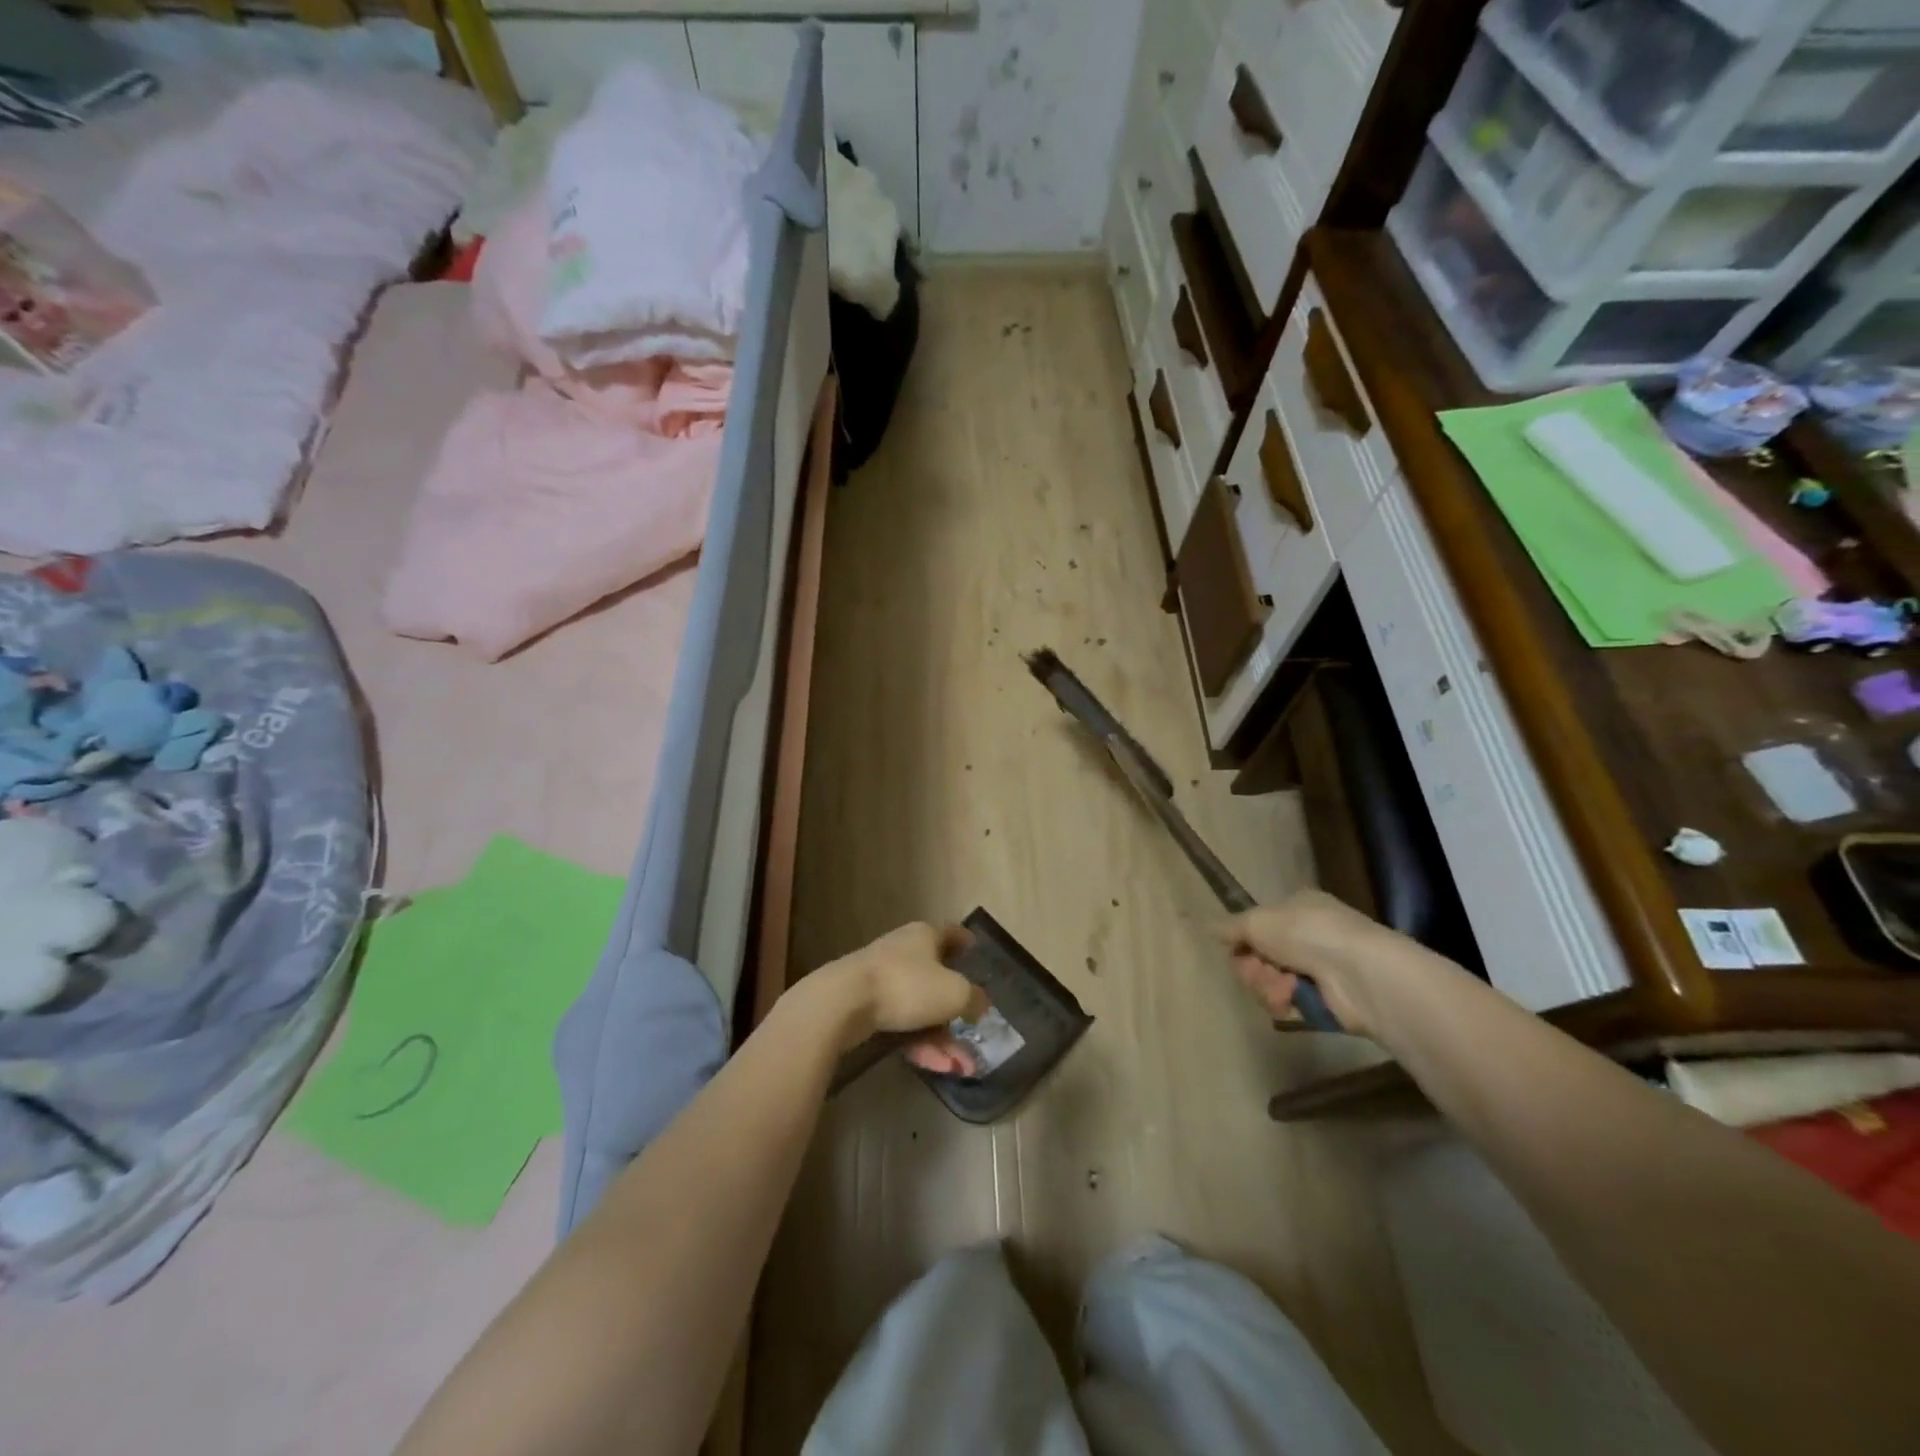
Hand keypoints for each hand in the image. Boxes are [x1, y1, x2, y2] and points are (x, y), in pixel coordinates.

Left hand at [810, 923, 989, 1075]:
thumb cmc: (906, 986)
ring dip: (941, 1038)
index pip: (951, 933)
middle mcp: (904, 952)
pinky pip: (902, 1024)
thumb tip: (981, 1003)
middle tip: (974, 1036)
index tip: (976, 951)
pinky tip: (934, 1066)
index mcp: (925, 936)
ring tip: (959, 1068)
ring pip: (921, 1009)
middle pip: (938, 979)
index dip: (966, 942)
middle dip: (958, 1013)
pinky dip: (918, 1043)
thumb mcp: (954, 993)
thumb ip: (974, 998)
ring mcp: (883, 979)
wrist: (842, 1003)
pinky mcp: (866, 1006)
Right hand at [1216, 890, 1396, 1037]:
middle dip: (1254, 967)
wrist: (1359, 973)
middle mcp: (1308, 937)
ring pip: (1270, 982)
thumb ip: (1230, 927)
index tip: (1236, 947)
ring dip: (1268, 986)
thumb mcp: (1258, 921)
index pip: (1258, 925)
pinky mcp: (1324, 1003)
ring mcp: (1318, 971)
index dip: (1243, 939)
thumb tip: (1205, 926)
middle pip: (1259, 957)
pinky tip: (1292, 1000)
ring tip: (1283, 987)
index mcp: (1297, 909)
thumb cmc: (1307, 933)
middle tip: (1261, 969)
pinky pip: (1288, 1005)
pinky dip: (1285, 1004)